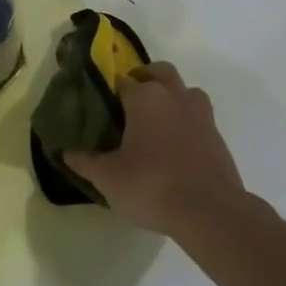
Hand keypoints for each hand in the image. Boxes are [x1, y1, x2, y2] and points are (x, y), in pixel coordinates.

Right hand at [62, 62, 242, 237]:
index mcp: (145, 98)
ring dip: (173, 97)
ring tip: (158, 121)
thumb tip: (66, 151)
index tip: (102, 108)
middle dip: (145, 79)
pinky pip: (200, 118)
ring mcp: (201, 115)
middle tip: (130, 102)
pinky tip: (177, 147)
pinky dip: (188, 123)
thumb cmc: (151, 186)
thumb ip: (85, 161)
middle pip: (160, 72)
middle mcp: (174, 96)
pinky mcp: (219, 138)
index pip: (122, 81)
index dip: (110, 91)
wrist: (211, 214)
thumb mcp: (108, 178)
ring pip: (186, 91)